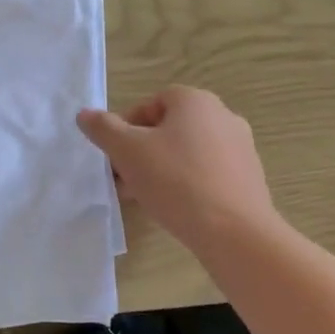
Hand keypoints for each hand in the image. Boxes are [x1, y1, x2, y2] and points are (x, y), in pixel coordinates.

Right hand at [77, 85, 276, 252]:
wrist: (235, 232)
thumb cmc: (176, 181)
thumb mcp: (128, 151)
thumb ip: (103, 129)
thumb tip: (85, 115)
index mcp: (196, 101)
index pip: (152, 103)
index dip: (126, 126)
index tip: (115, 155)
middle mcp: (223, 116)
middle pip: (169, 128)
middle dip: (141, 150)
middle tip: (124, 177)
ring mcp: (240, 148)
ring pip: (187, 152)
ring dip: (161, 168)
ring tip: (144, 196)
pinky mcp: (249, 177)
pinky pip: (207, 172)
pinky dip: (187, 183)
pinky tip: (175, 208)